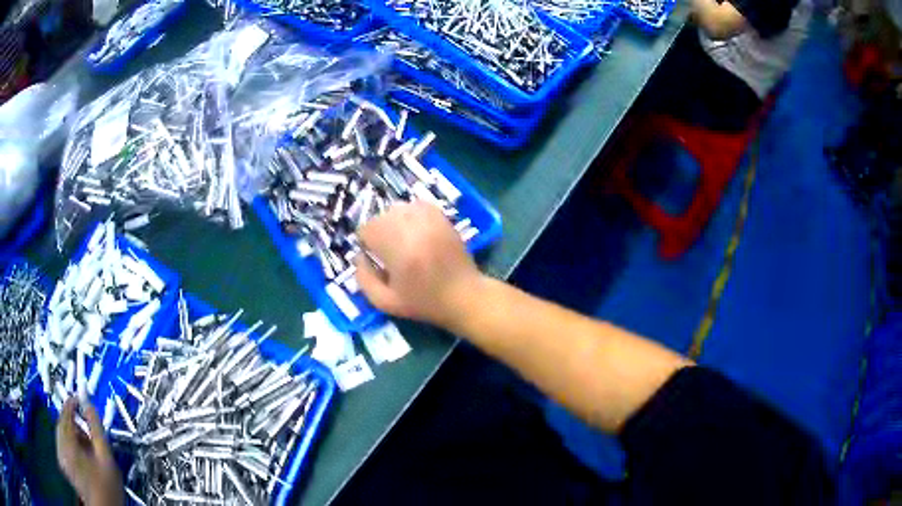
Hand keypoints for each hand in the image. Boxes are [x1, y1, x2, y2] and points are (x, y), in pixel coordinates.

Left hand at [56, 397, 123, 505]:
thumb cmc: (107, 486)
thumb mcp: (106, 458)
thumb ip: (96, 428)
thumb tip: (88, 403)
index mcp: (68, 442)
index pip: (65, 413)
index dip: (72, 403)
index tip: (80, 399)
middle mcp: (60, 446)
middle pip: (62, 424)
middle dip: (73, 422)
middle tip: (87, 429)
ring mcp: (61, 457)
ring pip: (62, 435)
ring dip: (72, 434)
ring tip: (87, 445)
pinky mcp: (63, 465)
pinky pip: (63, 446)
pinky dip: (70, 445)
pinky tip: (82, 456)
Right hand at [356, 201, 483, 328]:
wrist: (464, 296)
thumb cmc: (424, 302)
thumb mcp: (386, 302)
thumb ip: (364, 279)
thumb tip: (359, 256)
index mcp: (398, 249)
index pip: (367, 229)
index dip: (366, 243)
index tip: (375, 257)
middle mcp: (413, 227)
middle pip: (381, 216)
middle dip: (379, 232)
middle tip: (389, 252)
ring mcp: (429, 219)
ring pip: (398, 208)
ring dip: (394, 222)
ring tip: (403, 241)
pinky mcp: (442, 217)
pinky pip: (417, 205)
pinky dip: (411, 215)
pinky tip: (416, 232)